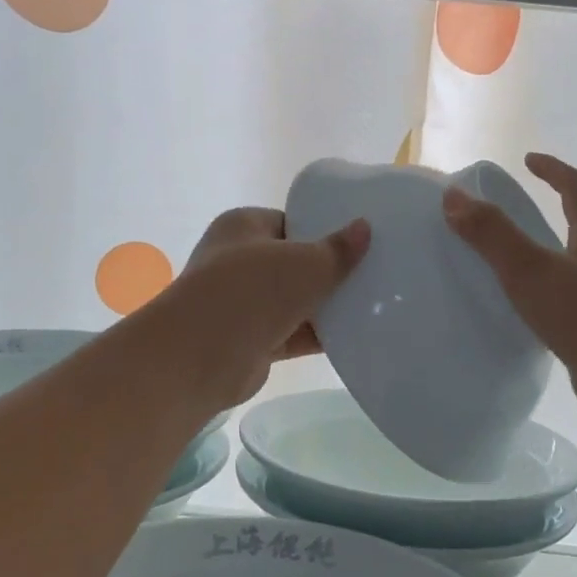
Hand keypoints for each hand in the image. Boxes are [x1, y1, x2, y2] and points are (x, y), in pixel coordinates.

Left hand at [162, 206, 369, 407]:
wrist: (201, 355)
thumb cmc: (251, 290)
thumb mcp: (304, 263)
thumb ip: (337, 250)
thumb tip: (364, 228)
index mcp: (243, 226)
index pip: (290, 221)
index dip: (324, 229)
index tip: (359, 240)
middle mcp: (238, 261)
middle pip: (294, 262)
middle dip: (329, 270)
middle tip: (373, 272)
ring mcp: (243, 303)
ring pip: (294, 300)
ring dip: (326, 306)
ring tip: (374, 304)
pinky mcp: (251, 340)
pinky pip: (292, 332)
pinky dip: (318, 335)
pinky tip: (355, 336)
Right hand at [443, 154, 576, 431]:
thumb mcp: (531, 269)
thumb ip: (492, 233)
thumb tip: (453, 197)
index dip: (554, 170)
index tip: (528, 160)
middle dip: (552, 212)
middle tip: (514, 213)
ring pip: (574, 268)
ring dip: (547, 257)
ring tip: (510, 264)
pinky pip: (566, 304)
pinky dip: (544, 297)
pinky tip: (523, 314)